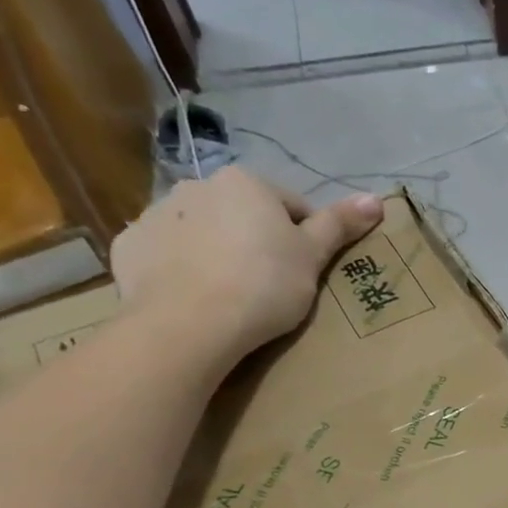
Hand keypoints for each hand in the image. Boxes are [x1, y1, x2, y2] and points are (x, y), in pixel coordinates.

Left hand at [111, 169, 384, 363]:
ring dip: (217, 253)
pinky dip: (180, 269)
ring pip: (201, 232)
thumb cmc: (263, 286)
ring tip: (231, 296)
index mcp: (247, 183)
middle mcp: (198, 185)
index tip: (306, 275)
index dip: (305, 241)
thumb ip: (340, 225)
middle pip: (242, 216)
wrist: (190, 323)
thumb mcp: (312, 258)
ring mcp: (156, 214)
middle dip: (257, 243)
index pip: (291, 207)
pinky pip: (165, 254)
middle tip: (271, 287)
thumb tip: (377, 198)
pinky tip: (194, 298)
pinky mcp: (130, 246)